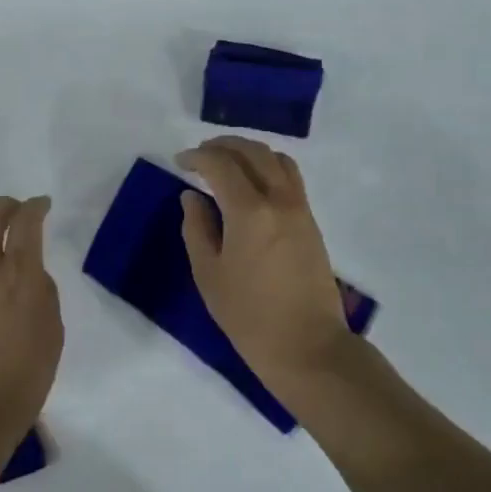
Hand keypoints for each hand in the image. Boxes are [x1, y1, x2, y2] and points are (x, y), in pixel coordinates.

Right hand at [178, 137, 356, 394]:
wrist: (307, 346)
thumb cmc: (249, 316)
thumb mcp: (209, 274)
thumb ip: (197, 228)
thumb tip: (193, 197)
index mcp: (249, 211)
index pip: (220, 164)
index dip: (197, 157)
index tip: (180, 162)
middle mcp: (279, 199)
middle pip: (252, 151)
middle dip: (223, 145)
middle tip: (200, 154)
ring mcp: (300, 208)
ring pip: (276, 158)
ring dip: (248, 151)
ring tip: (227, 162)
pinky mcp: (311, 221)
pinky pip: (289, 176)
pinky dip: (267, 166)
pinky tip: (251, 182)